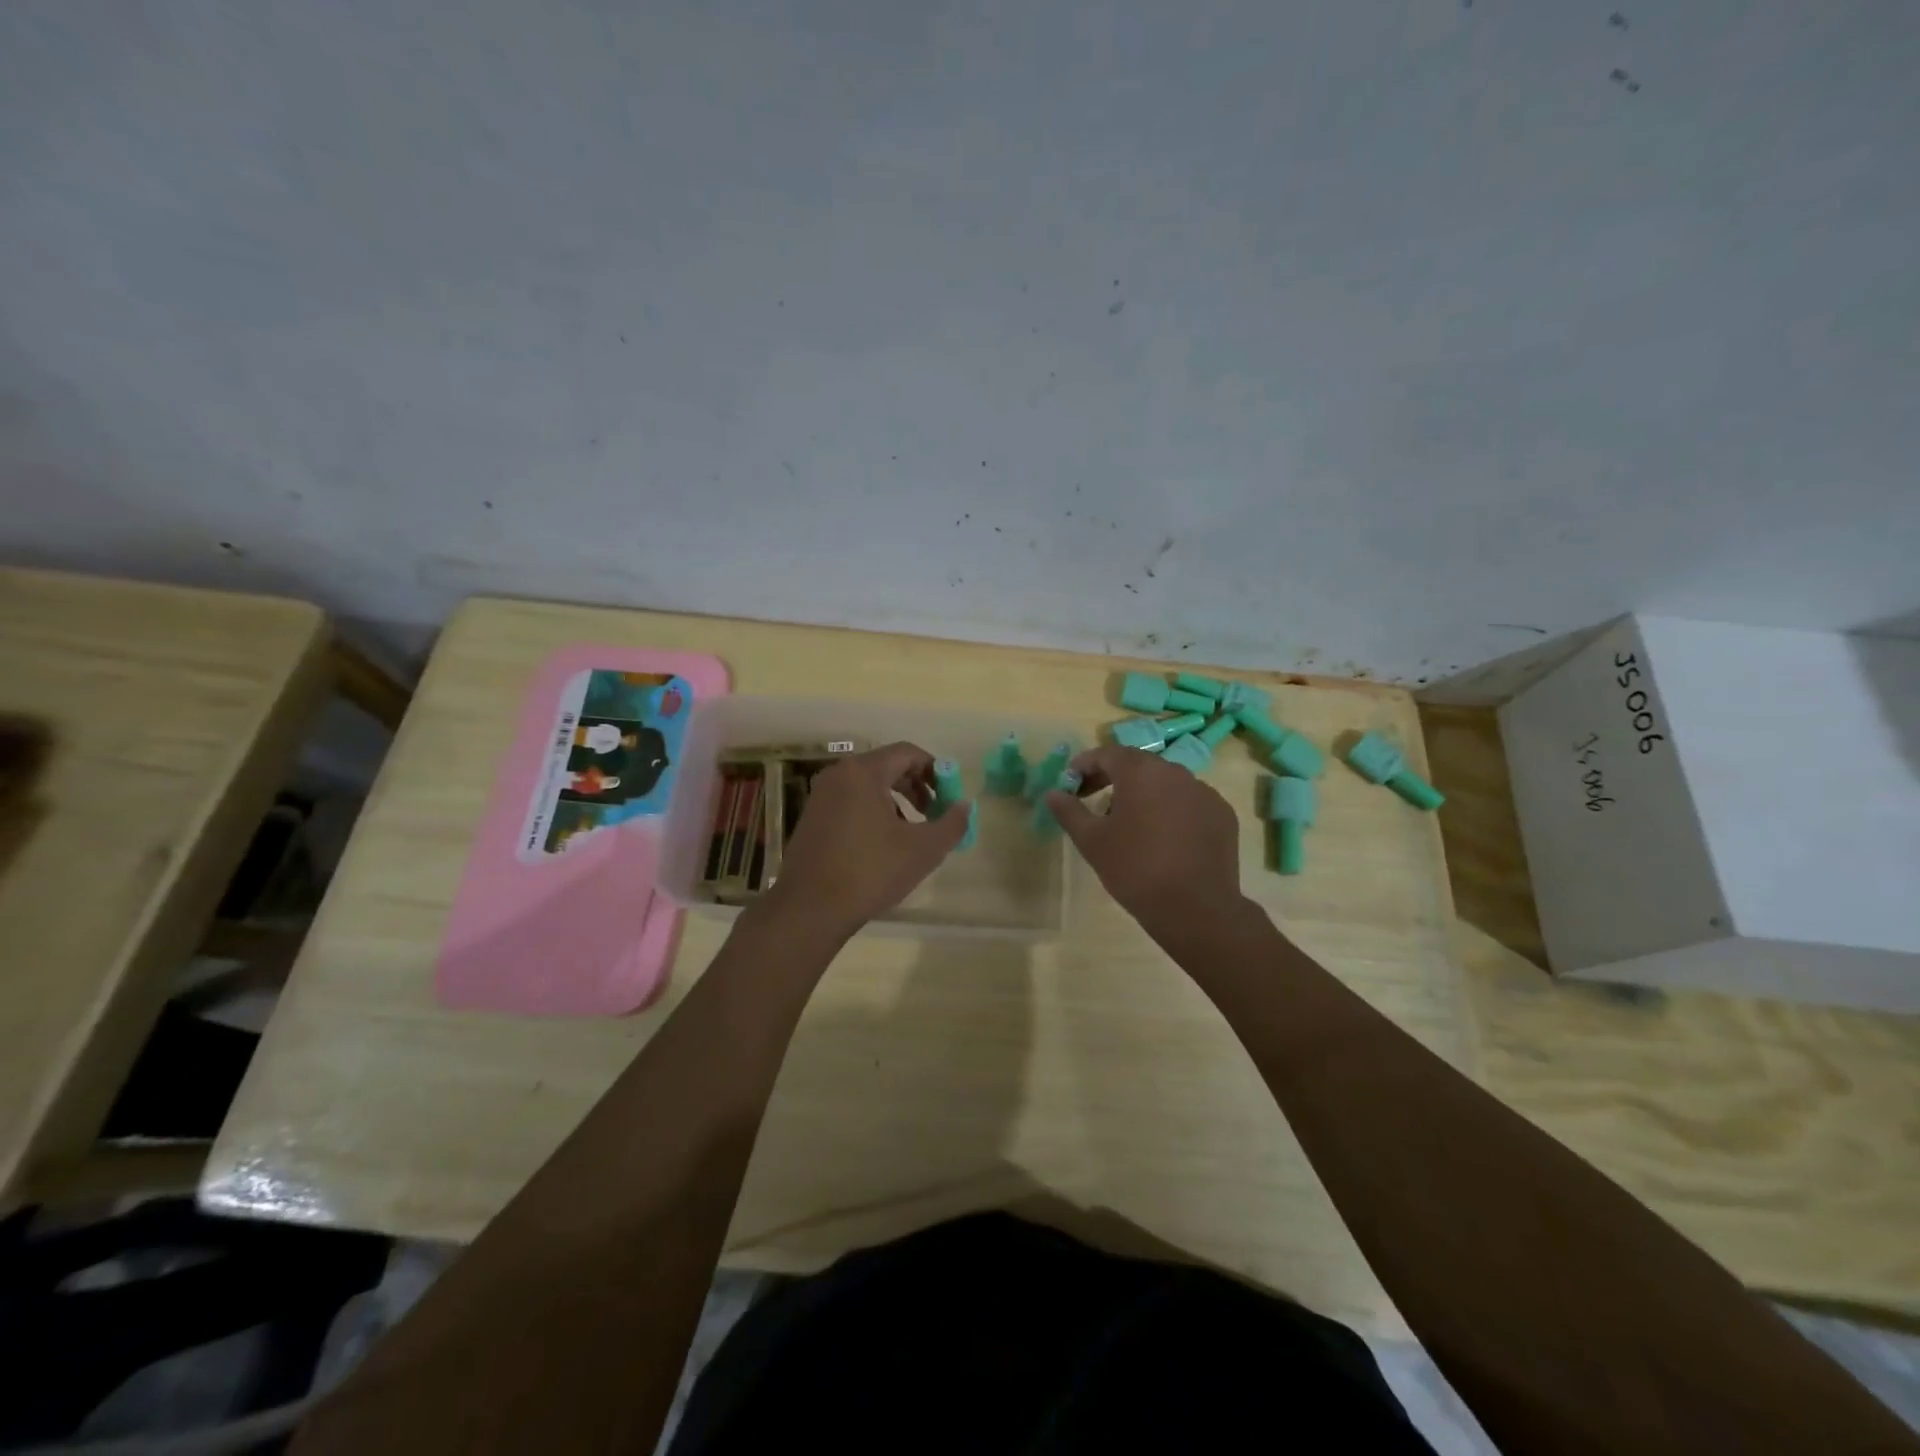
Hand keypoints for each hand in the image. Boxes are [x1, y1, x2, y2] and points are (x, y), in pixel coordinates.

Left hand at [765, 741, 970, 939]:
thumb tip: (964, 805)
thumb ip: (951, 823)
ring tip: (911, 834)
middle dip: (916, 788)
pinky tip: (882, 847)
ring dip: (897, 803)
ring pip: (869, 787)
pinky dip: (873, 813)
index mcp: (863, 772)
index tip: (949, 796)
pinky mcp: (812, 818)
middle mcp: (838, 775)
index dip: (935, 770)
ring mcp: (821, 797)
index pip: (907, 753)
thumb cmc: (870, 872)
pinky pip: (851, 802)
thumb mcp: (923, 850)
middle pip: (887, 767)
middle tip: (934, 814)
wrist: (809, 909)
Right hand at [1047, 744, 1243, 929]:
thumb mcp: (1092, 841)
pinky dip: (1172, 810)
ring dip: (1144, 794)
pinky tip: (1164, 838)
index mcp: (1141, 772)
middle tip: (1094, 800)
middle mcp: (1175, 772)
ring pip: (1166, 783)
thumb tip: (1052, 793)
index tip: (1071, 783)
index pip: (1107, 754)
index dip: (1085, 765)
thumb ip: (1069, 811)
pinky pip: (1189, 802)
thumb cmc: (1135, 869)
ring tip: (1129, 823)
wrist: (1195, 908)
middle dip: (1113, 778)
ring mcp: (1204, 792)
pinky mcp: (1222, 814)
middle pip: (1138, 765)